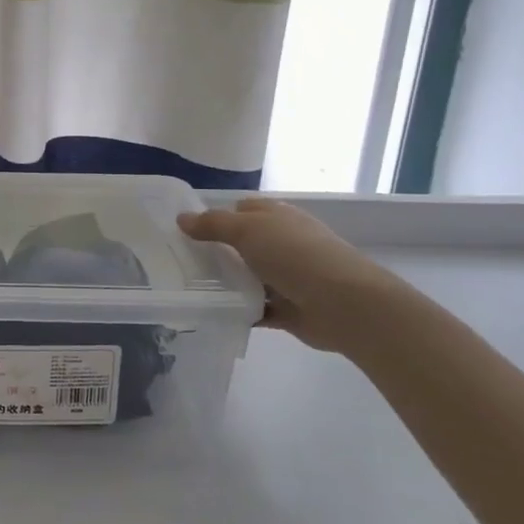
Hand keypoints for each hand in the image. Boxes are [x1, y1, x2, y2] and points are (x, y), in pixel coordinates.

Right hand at [178, 198, 398, 353]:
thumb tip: (181, 218)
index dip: (216, 216)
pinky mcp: (288, 309)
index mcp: (277, 217)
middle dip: (216, 252)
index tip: (186, 230)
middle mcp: (283, 243)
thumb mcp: (248, 230)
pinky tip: (213, 314)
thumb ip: (213, 225)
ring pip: (248, 277)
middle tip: (179, 262)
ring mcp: (287, 277)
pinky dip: (239, 312)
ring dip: (226, 284)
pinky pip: (255, 309)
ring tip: (189, 289)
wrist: (344, 304)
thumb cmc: (295, 255)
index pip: (242, 209)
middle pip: (242, 244)